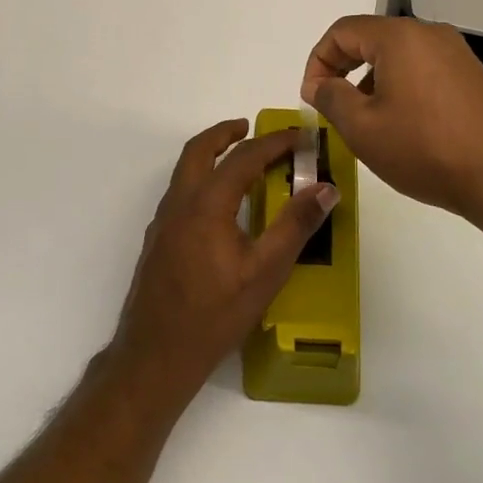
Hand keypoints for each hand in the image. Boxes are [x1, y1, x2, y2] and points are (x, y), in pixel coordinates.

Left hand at [107, 119, 337, 411]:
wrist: (155, 354)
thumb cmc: (214, 314)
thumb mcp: (265, 272)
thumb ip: (295, 226)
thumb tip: (326, 189)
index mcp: (206, 204)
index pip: (244, 157)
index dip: (274, 142)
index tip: (300, 136)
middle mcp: (179, 203)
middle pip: (199, 150)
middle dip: (226, 133)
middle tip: (251, 128)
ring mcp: (163, 222)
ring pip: (185, 171)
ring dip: (211, 156)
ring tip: (241, 163)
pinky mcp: (157, 240)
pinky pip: (181, 194)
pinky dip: (202, 181)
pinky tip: (221, 208)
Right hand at [301, 16, 482, 232]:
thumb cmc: (424, 149)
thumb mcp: (362, 128)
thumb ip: (331, 97)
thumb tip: (319, 84)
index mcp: (400, 37)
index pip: (342, 32)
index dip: (317, 61)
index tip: (311, 97)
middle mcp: (430, 34)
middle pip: (371, 39)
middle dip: (343, 69)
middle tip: (331, 107)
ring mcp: (457, 54)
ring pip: (398, 56)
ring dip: (371, 81)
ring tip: (366, 122)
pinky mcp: (473, 77)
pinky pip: (423, 70)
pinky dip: (401, 87)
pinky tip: (402, 125)